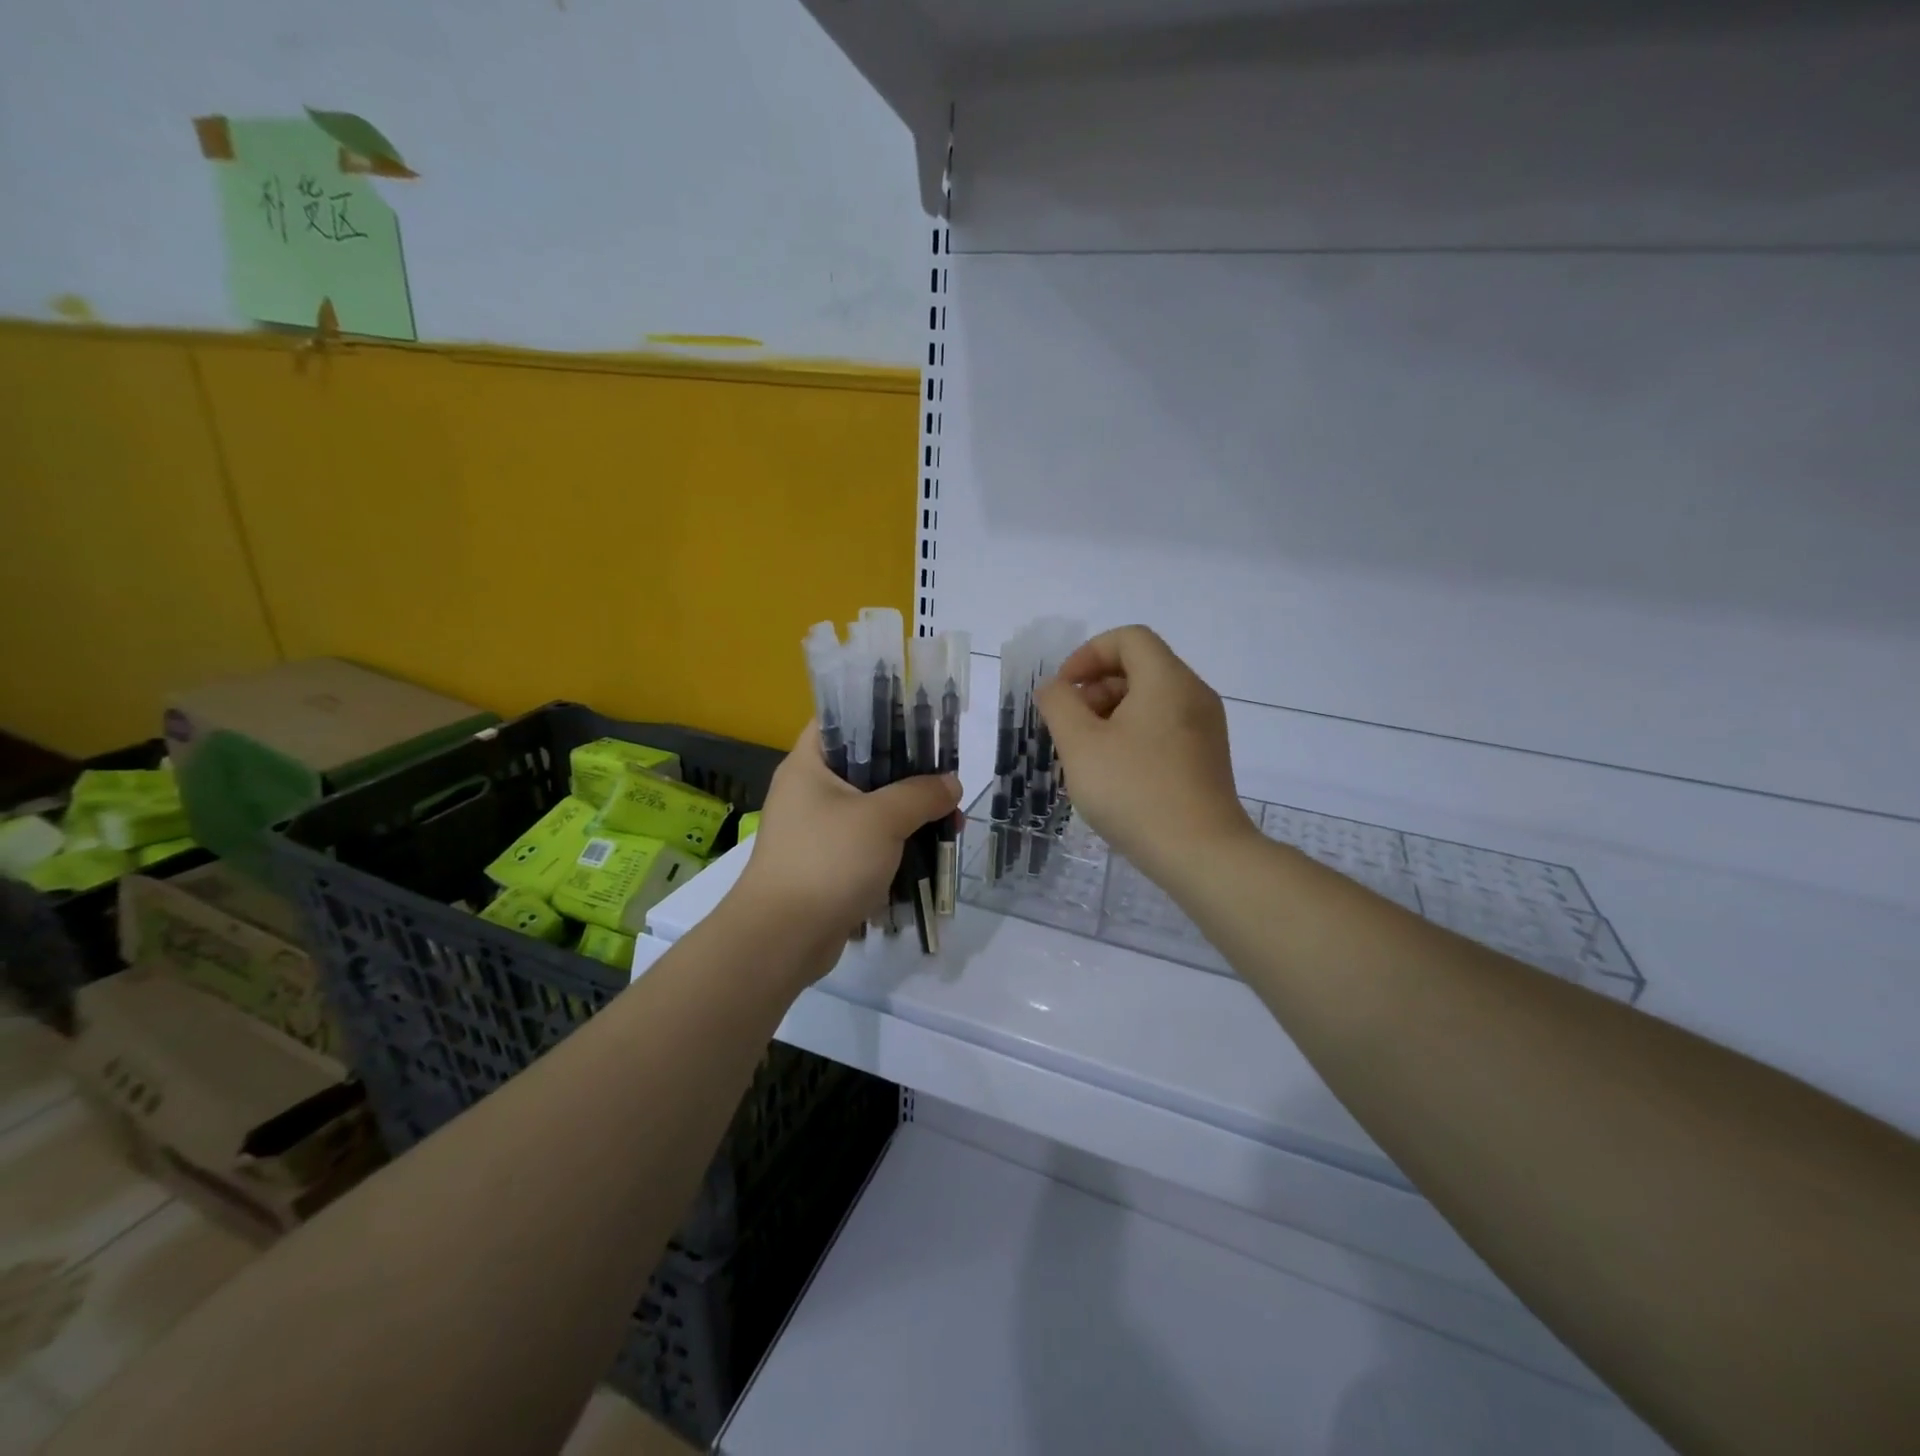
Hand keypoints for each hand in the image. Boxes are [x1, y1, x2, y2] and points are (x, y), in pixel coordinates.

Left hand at [732, 721, 959, 952]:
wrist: (783, 939)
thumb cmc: (827, 861)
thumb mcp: (882, 819)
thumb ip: (921, 794)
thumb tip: (951, 784)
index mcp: (809, 765)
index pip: (841, 720)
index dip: (880, 715)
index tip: (922, 724)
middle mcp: (809, 791)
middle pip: (866, 766)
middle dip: (911, 776)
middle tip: (948, 783)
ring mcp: (817, 830)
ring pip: (872, 809)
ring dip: (910, 815)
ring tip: (951, 823)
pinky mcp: (827, 864)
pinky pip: (868, 843)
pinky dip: (897, 845)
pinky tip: (930, 852)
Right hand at [1036, 626, 1255, 890]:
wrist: (1201, 854)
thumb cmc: (1134, 791)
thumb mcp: (1080, 745)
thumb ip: (1059, 705)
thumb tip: (1055, 688)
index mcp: (1167, 680)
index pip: (1128, 638)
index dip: (1088, 655)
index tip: (1064, 691)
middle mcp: (1194, 694)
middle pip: (1140, 668)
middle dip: (1096, 688)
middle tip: (1070, 727)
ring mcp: (1206, 728)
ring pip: (1151, 701)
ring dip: (1111, 715)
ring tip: (1087, 755)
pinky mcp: (1207, 758)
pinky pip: (1164, 728)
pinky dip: (1133, 736)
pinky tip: (1115, 774)